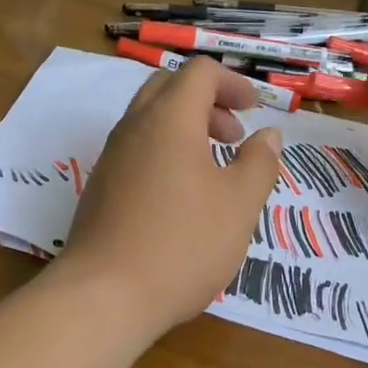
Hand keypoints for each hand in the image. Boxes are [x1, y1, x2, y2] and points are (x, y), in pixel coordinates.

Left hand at [53, 57, 283, 340]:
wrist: (103, 296)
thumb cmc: (182, 244)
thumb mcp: (239, 204)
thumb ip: (259, 162)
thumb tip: (267, 135)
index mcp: (169, 119)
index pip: (199, 72)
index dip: (232, 82)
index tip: (255, 109)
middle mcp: (134, 126)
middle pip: (169, 87)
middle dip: (207, 101)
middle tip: (233, 136)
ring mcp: (111, 156)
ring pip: (150, 118)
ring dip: (185, 127)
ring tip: (213, 168)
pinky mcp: (100, 185)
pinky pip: (136, 147)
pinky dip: (164, 150)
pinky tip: (182, 196)